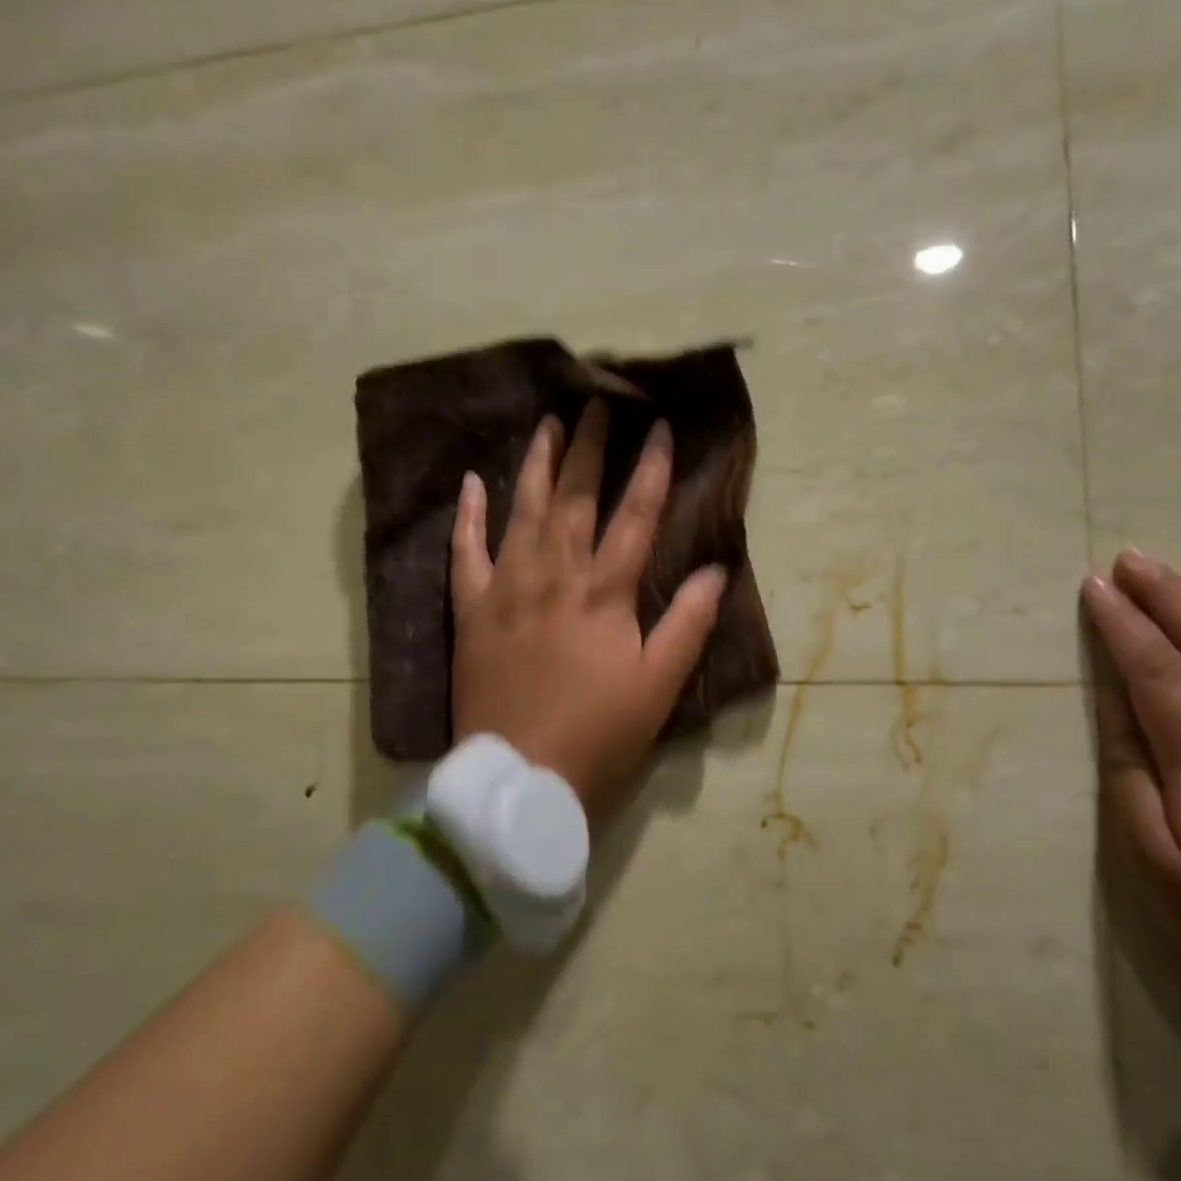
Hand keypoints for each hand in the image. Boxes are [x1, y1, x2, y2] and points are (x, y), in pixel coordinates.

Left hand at [450, 401, 726, 813]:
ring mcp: (506, 589)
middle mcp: (554, 576)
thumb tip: (716, 570)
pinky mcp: (471, 611)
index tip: (660, 428)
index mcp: (604, 594)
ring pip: (522, 512)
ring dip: (536, 465)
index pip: (634, 517)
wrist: (521, 775)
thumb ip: (688, 624)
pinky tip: (472, 483)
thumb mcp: (659, 685)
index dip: (651, 470)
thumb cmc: (599, 733)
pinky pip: (465, 553)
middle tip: (597, 405)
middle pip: (575, 499)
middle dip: (590, 449)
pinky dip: (468, 517)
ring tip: (547, 425)